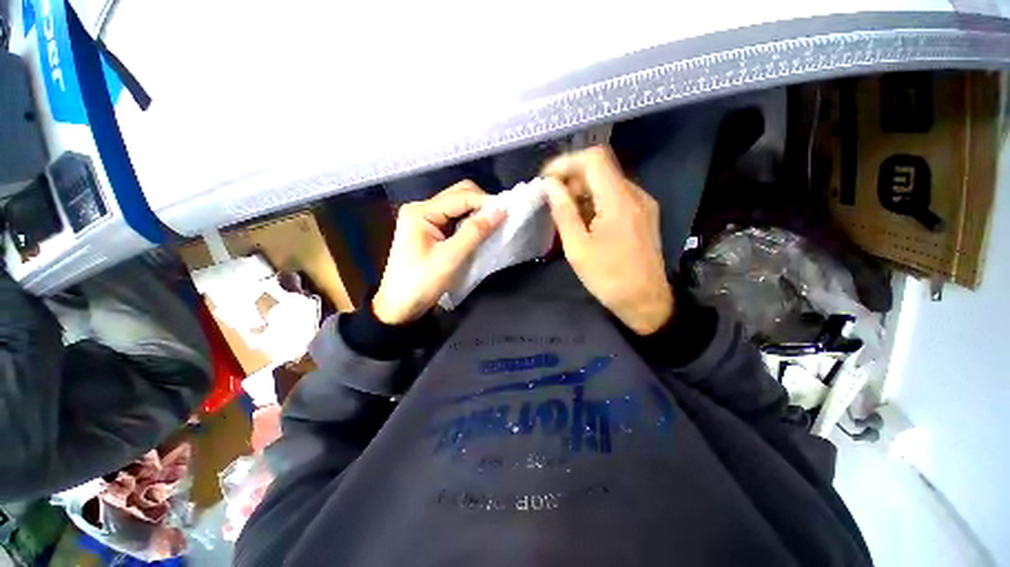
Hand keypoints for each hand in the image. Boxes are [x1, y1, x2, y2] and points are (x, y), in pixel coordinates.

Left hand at [372, 181, 505, 324]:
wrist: (400, 307)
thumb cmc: (422, 283)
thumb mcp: (451, 257)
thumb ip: (475, 232)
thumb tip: (501, 210)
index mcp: (421, 211)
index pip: (461, 196)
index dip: (486, 202)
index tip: (508, 213)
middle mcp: (422, 209)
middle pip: (459, 196)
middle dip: (481, 205)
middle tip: (501, 220)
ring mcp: (426, 220)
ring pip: (459, 207)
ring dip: (477, 214)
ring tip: (495, 226)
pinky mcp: (431, 232)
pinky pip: (455, 220)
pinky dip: (470, 224)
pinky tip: (481, 233)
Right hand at [542, 146, 672, 334]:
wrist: (646, 301)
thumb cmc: (608, 278)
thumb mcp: (578, 247)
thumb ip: (563, 212)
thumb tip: (550, 186)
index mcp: (619, 200)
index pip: (593, 158)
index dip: (566, 163)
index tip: (546, 180)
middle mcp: (635, 194)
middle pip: (600, 169)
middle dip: (571, 180)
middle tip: (551, 202)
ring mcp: (642, 204)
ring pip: (607, 183)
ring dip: (582, 192)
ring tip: (565, 215)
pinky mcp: (643, 214)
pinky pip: (616, 197)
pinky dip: (596, 202)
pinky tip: (584, 222)